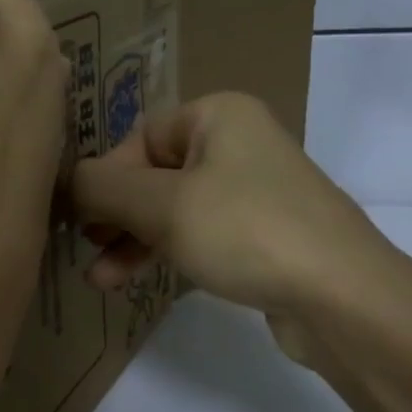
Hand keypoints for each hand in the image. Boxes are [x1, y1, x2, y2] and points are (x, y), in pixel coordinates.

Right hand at [71, 92, 399, 361]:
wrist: (342, 296)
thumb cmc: (246, 231)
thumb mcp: (163, 205)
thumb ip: (103, 188)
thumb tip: (68, 182)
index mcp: (217, 115)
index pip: (139, 137)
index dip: (105, 176)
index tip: (81, 218)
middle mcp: (236, 143)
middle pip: (155, 173)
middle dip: (116, 213)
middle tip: (85, 245)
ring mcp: (253, 191)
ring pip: (174, 208)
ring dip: (134, 240)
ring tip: (99, 279)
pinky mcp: (262, 234)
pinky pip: (200, 233)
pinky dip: (166, 252)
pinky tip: (132, 280)